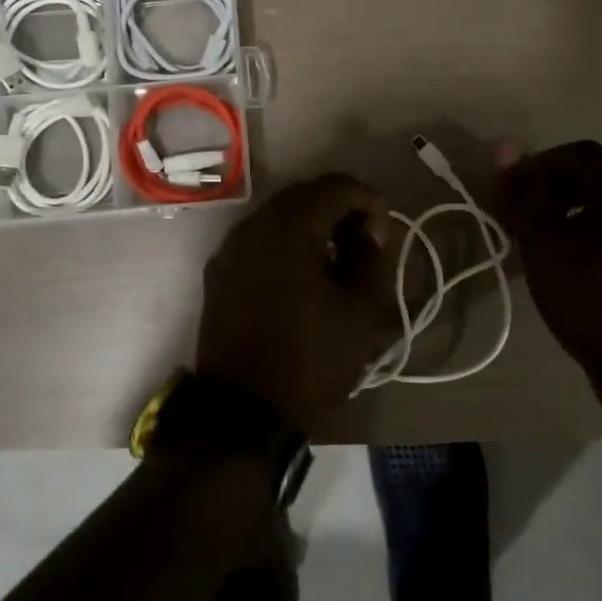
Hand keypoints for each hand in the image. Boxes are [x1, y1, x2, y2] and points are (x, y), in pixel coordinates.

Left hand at [196, 173, 398, 431]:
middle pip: (304, 194)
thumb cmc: (312, 362)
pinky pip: (258, 238)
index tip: (383, 234)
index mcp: (291, 229)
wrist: (243, 414)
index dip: (367, 200)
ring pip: (279, 214)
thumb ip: (371, 259)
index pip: (336, 186)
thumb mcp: (362, 312)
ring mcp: (230, 248)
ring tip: (334, 262)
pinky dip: (285, 243)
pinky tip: (301, 277)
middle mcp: (254, 226)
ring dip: (311, 225)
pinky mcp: (218, 271)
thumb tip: (365, 234)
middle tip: (363, 245)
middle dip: (339, 209)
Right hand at [498, 141, 601, 379]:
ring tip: (546, 242)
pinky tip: (577, 270)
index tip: (515, 190)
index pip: (580, 152)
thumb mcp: (543, 244)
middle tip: (527, 213)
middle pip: (600, 176)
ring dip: (577, 212)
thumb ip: (524, 194)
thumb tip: (506, 149)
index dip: (541, 163)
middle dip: (558, 186)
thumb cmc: (589, 299)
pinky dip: (596, 237)